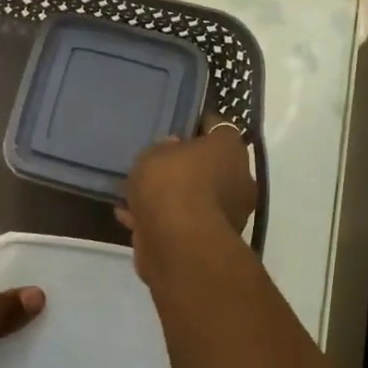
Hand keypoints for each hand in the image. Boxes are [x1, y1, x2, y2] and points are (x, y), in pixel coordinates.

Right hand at [119, 119, 256, 280]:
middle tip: (154, 162)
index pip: (218, 127)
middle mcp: (237, 180)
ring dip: (169, 196)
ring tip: (135, 193)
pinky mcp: (208, 241)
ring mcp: (226, 214)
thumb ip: (162, 148)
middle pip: (208, 165)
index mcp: (231, 150)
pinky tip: (130, 216)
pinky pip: (180, 222)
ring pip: (193, 196)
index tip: (176, 124)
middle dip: (183, 165)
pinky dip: (159, 219)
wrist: (178, 244)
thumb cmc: (171, 184)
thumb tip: (173, 149)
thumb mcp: (155, 153)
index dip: (196, 124)